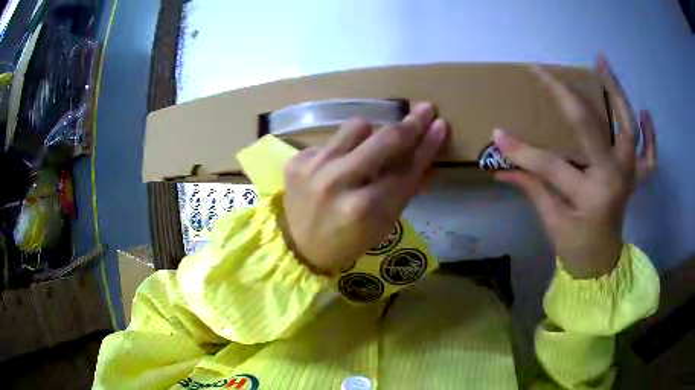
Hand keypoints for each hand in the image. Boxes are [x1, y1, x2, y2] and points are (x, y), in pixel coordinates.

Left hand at [282, 103, 448, 273]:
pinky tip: (335, 168)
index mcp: (364, 208)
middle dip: (410, 123)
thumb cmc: (348, 241)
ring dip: (370, 135)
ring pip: (357, 126)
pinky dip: (341, 151)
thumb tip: (426, 155)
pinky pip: (332, 140)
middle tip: (425, 109)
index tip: (440, 125)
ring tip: (366, 151)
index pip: (406, 168)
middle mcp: (338, 182)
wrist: (299, 248)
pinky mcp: (297, 160)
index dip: (426, 145)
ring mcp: (314, 167)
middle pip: (384, 139)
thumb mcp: (383, 224)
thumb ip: (406, 188)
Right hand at [493, 58, 656, 277]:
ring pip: (627, 126)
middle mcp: (615, 177)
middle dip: (566, 96)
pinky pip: (649, 154)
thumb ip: (530, 188)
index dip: (522, 150)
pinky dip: (650, 134)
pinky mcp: (636, 177)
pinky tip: (644, 113)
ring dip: (616, 92)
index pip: (551, 165)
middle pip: (593, 126)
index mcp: (591, 196)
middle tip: (550, 72)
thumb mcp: (552, 222)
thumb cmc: (576, 248)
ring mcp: (629, 174)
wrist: (602, 263)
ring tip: (602, 64)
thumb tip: (499, 167)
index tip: (498, 134)